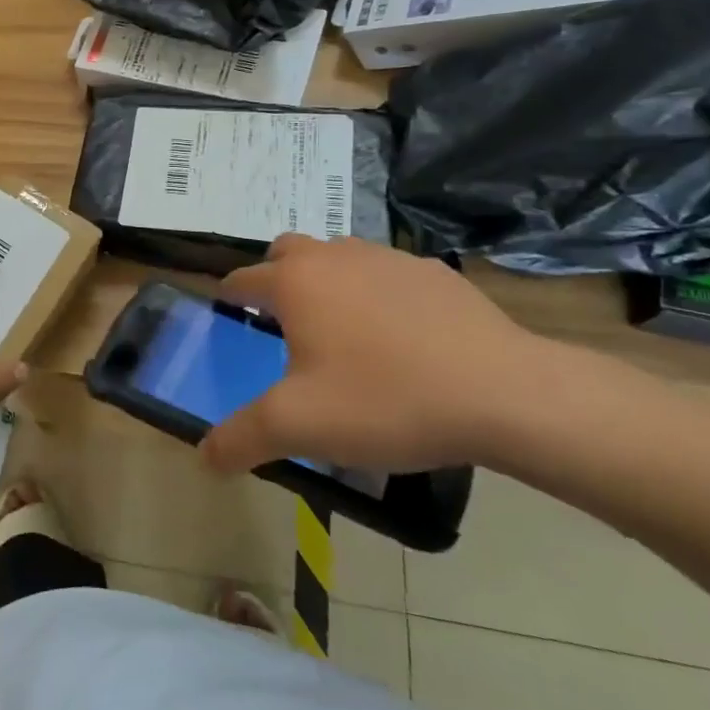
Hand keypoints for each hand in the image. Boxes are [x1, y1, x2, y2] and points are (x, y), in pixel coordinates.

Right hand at [200, 235, 554, 476]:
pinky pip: (388, 273)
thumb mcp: (299, 428)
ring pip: (339, 256)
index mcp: (294, 283)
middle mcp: (334, 256)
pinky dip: (378, 293)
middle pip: (286, 251)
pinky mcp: (435, 273)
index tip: (228, 317)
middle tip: (283, 322)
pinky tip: (400, 337)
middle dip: (275, 277)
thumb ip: (242, 438)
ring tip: (342, 329)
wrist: (505, 394)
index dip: (228, 297)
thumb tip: (204, 457)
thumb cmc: (385, 400)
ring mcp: (389, 258)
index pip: (241, 278)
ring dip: (327, 280)